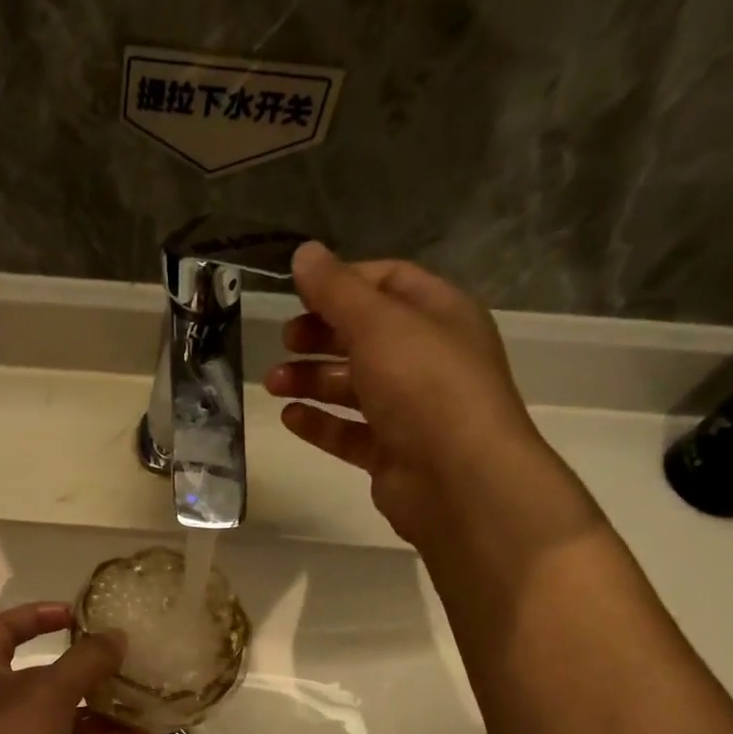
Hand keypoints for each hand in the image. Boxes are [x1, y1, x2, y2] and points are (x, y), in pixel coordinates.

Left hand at [0, 602, 149, 733]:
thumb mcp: (49, 692)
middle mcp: (2, 706)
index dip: (35, 615)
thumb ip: (86, 661)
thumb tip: (117, 636)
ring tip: (147, 698)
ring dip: (105, 709)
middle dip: (86, 669)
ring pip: (69, 718)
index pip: (4, 630)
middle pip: (47, 677)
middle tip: (127, 660)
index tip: (74, 614)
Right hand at [264, 242, 553, 548]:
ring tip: (273, 384)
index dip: (344, 282)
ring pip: (354, 386)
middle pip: (366, 335)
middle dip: (321, 335)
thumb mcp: (378, 324)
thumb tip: (304, 253)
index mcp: (439, 316)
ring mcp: (411, 409)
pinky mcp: (392, 452)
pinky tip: (290, 417)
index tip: (300, 293)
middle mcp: (428, 359)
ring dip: (311, 379)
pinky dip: (320, 423)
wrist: (459, 480)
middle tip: (284, 341)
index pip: (389, 282)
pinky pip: (349, 431)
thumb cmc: (424, 386)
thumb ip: (336, 290)